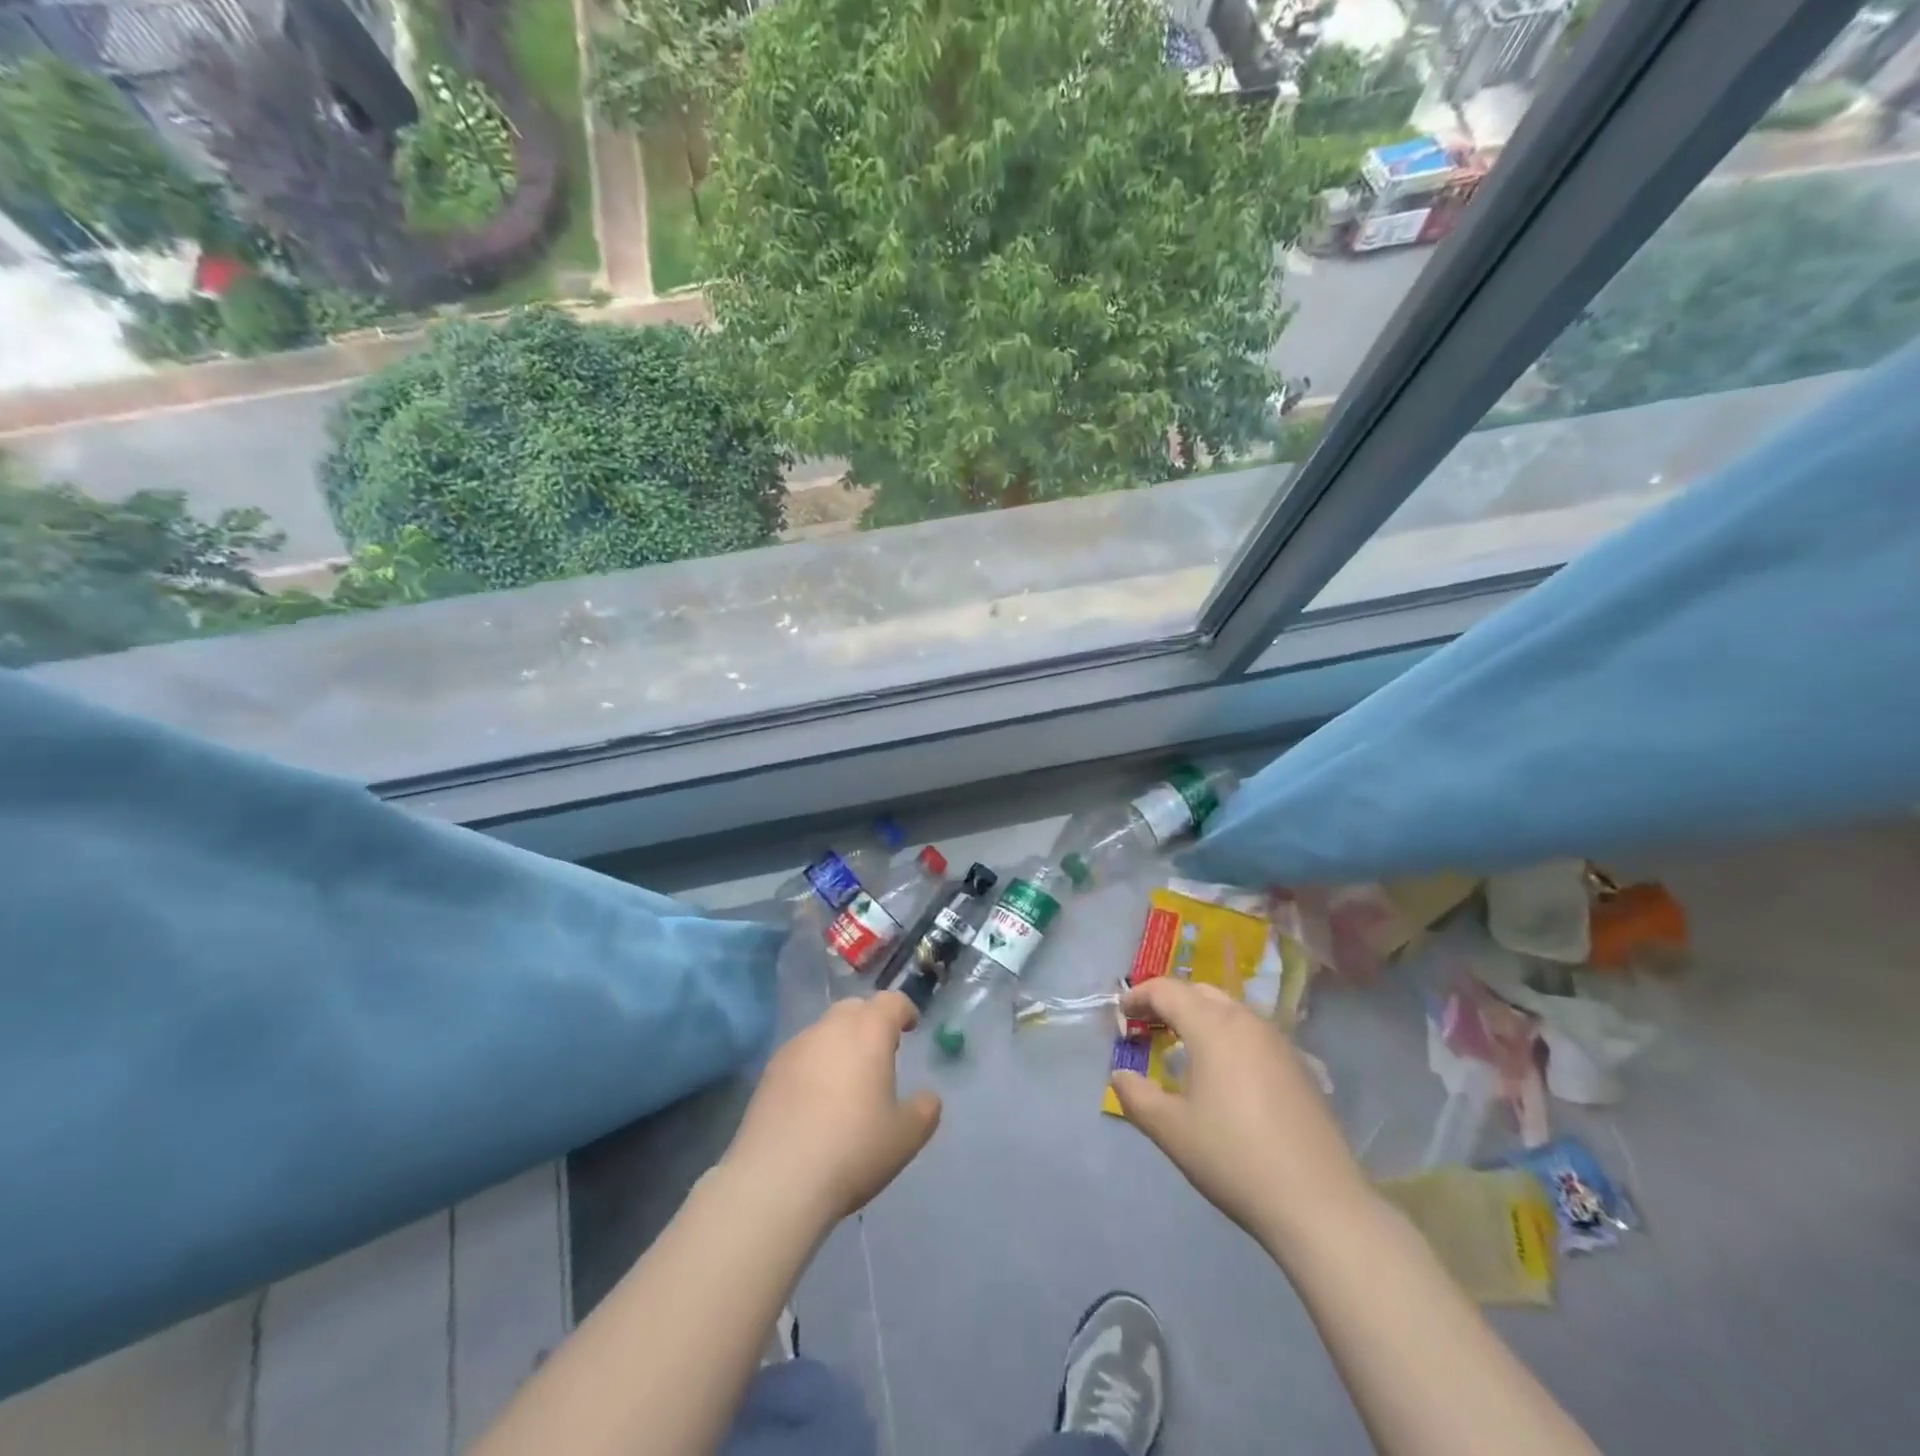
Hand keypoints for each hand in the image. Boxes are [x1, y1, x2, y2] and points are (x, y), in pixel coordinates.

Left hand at [723, 991, 941, 1228]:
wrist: (776, 1180)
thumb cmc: (852, 1149)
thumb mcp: (905, 1137)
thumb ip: (924, 1109)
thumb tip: (927, 1097)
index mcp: (869, 1032)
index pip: (891, 1002)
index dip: (904, 1011)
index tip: (911, 1028)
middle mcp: (830, 1028)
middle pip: (854, 1008)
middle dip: (870, 1022)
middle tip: (880, 1052)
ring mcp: (795, 1047)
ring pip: (824, 1030)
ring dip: (839, 1043)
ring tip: (846, 1080)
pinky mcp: (768, 1072)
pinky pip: (800, 1055)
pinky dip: (813, 1065)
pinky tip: (814, 1101)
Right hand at [1109, 977, 1371, 1252]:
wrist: (1320, 1205)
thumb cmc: (1234, 1158)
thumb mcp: (1172, 1130)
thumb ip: (1136, 1096)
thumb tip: (1120, 1075)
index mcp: (1213, 1026)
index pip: (1167, 991)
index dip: (1138, 997)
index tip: (1121, 1016)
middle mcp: (1247, 1021)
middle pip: (1199, 992)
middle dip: (1168, 1002)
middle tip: (1146, 1026)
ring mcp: (1278, 1042)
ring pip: (1229, 1010)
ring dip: (1199, 1017)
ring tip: (1180, 1047)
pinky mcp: (1299, 1067)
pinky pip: (1251, 1033)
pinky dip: (1226, 1036)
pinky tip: (1222, 1073)